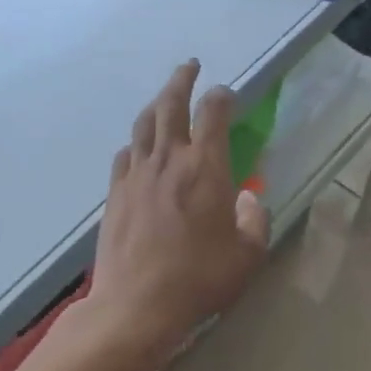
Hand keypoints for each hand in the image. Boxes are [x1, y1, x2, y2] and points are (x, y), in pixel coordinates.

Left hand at [83, 60, 269, 362]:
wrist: (137, 304)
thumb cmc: (199, 279)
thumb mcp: (247, 255)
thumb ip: (254, 220)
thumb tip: (247, 197)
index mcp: (206, 167)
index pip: (213, 113)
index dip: (222, 96)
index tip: (227, 94)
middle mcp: (169, 160)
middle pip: (171, 104)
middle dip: (182, 80)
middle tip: (190, 66)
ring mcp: (137, 174)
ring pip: (144, 124)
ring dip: (156, 103)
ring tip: (165, 98)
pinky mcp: (115, 193)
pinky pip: (125, 154)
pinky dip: (136, 142)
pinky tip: (139, 147)